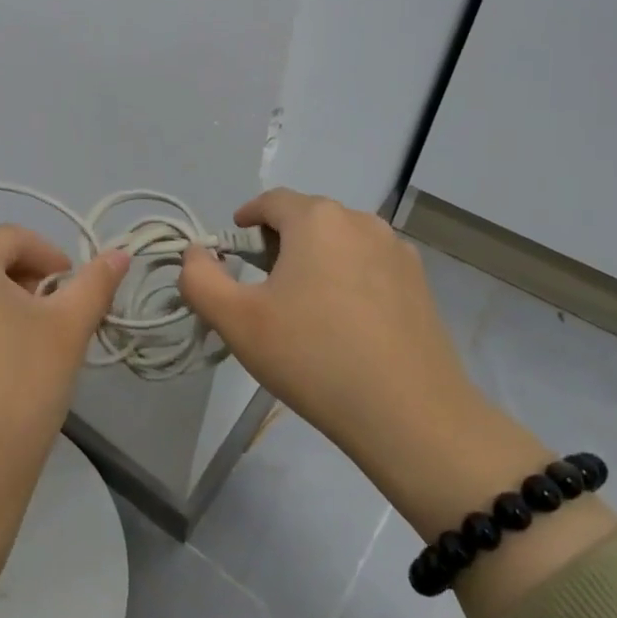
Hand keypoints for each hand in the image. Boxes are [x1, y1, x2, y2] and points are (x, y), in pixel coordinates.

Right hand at [181, 191, 616, 617]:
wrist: (410, 415)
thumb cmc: (313, 357)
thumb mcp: (237, 321)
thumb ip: (200, 279)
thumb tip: (195, 254)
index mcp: (317, 220)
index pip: (272, 201)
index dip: (247, 218)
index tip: (233, 246)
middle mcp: (362, 222)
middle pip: (308, 219)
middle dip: (280, 241)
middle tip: (261, 284)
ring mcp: (398, 252)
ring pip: (341, 242)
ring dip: (316, 259)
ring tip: (302, 304)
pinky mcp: (421, 284)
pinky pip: (370, 266)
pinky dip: (347, 278)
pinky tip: (343, 322)